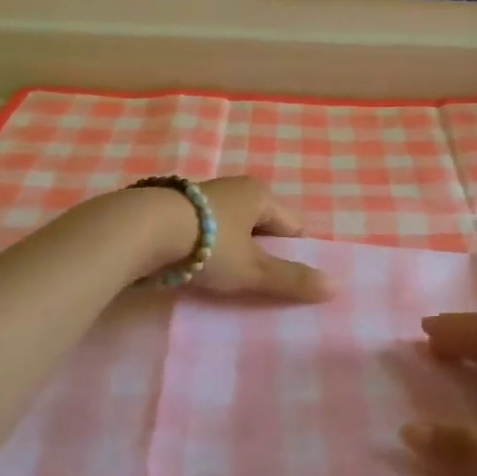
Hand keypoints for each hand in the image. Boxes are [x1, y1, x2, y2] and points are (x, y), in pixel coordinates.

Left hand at [185, 177, 332, 302]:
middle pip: (261, 226)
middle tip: (256, 285)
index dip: (294, 254)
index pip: (293, 225)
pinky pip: (204, 232)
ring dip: (231, 253)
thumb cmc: (208, 244)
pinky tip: (195, 270)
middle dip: (262, 254)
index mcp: (260, 194)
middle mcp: (234, 188)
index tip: (286, 281)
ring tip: (225, 282)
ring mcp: (202, 197)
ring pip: (231, 229)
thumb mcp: (252, 269)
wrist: (140, 230)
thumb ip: (291, 279)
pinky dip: (205, 250)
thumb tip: (336, 287)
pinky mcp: (175, 210)